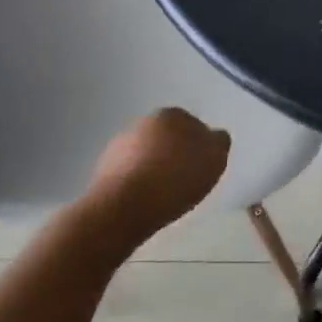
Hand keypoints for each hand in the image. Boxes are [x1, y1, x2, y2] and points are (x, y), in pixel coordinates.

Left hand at [85, 108, 230, 242]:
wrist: (123, 207)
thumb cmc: (175, 179)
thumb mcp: (214, 159)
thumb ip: (219, 142)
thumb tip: (214, 136)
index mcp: (172, 114)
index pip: (193, 125)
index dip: (200, 147)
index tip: (202, 168)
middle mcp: (143, 122)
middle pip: (168, 138)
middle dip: (175, 155)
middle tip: (185, 181)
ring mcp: (119, 144)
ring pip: (147, 154)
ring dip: (155, 168)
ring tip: (164, 196)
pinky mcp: (103, 168)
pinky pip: (129, 173)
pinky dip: (137, 183)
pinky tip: (144, 201)